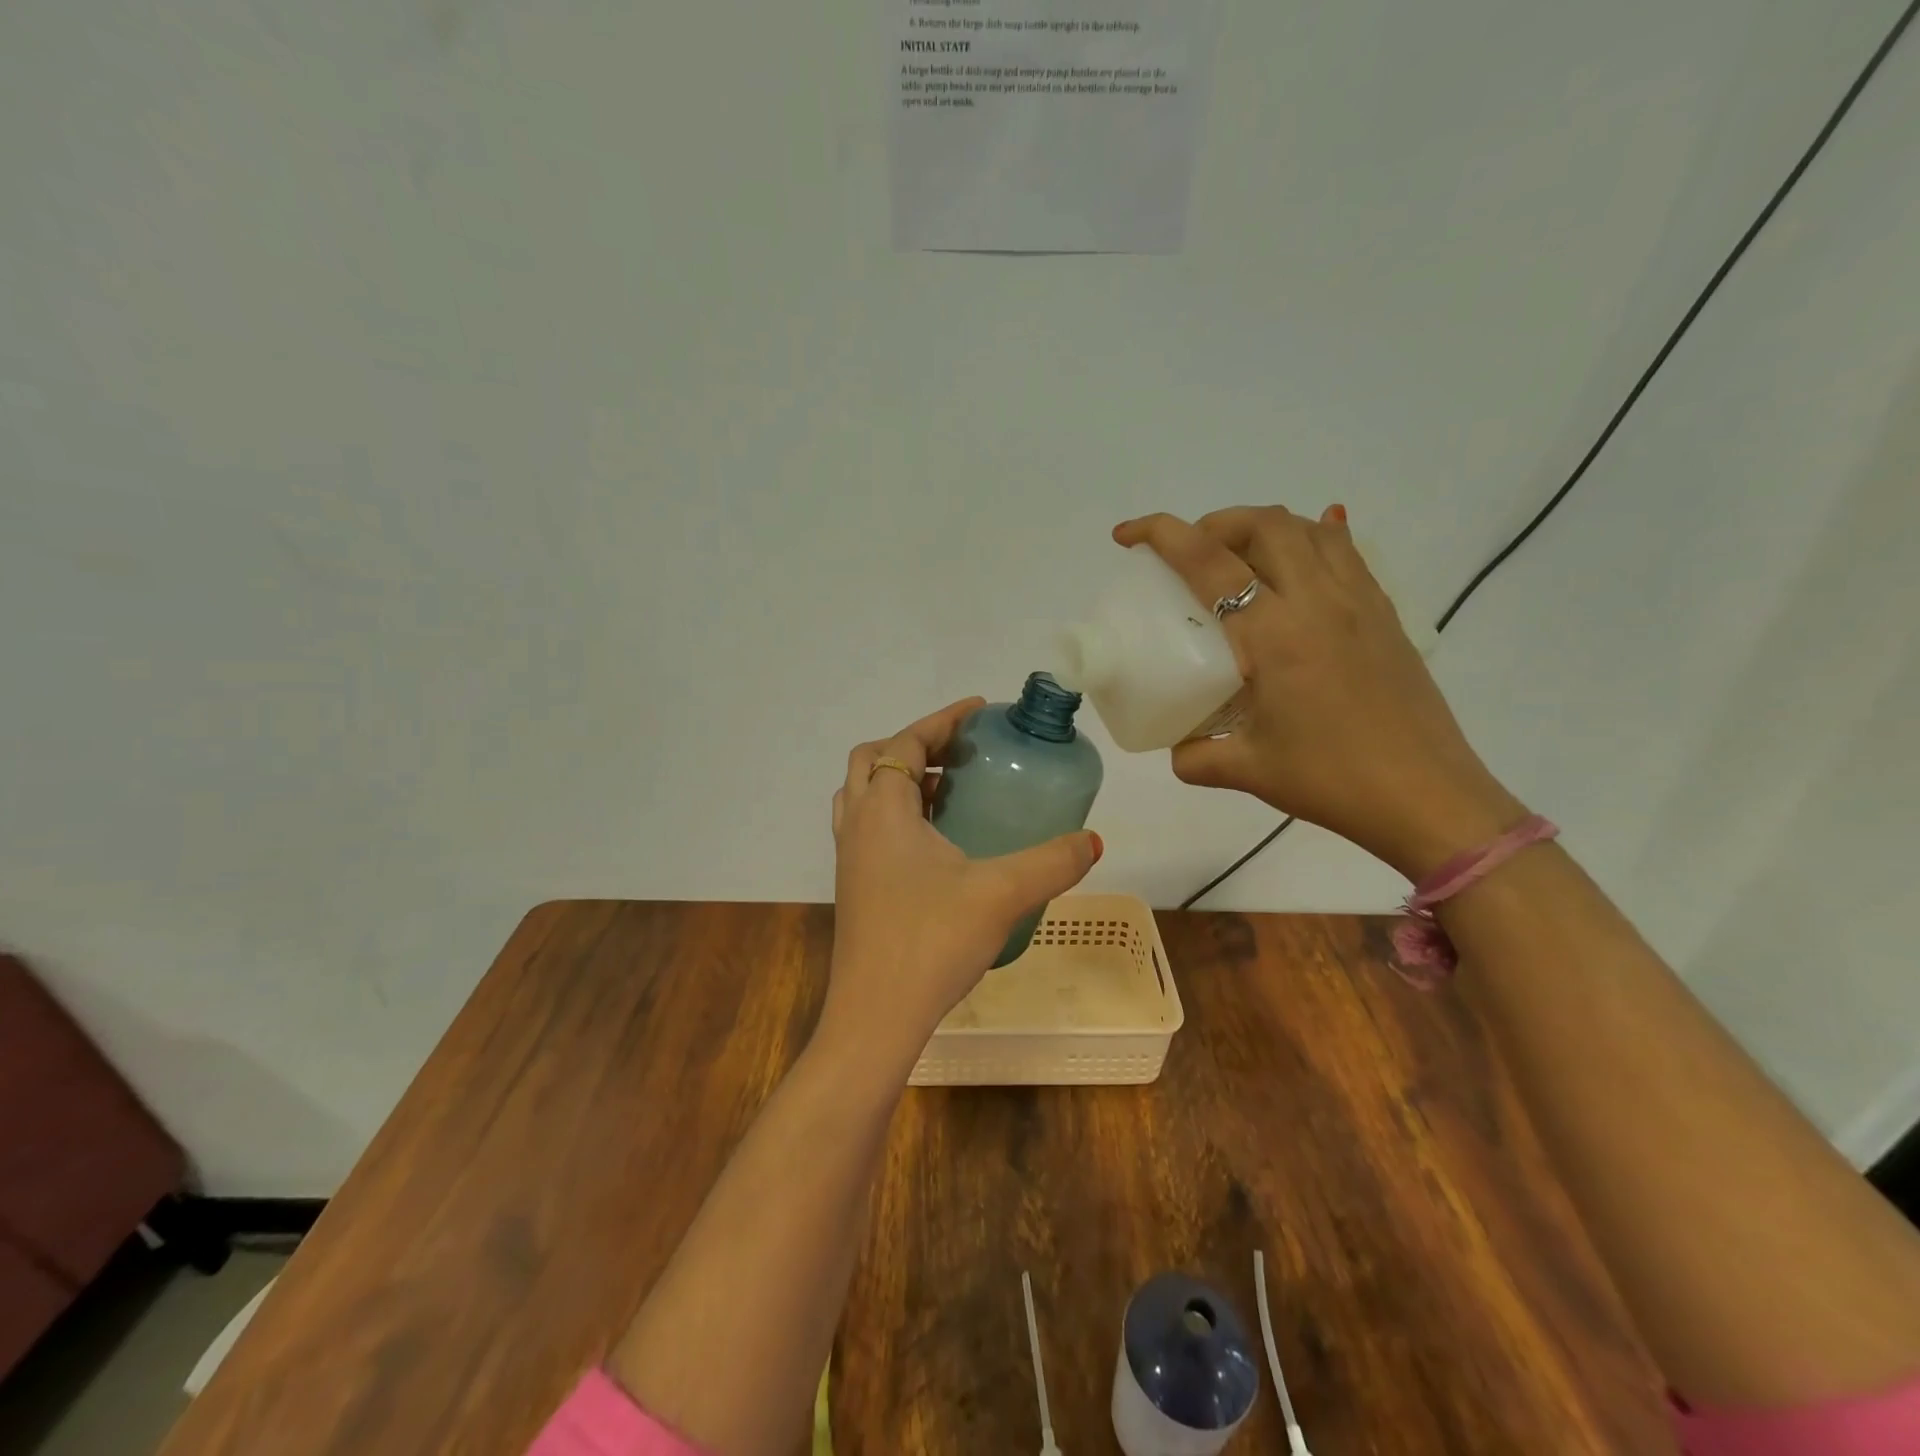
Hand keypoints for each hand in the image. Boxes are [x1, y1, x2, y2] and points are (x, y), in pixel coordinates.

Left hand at [824, 698, 1101, 1064]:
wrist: (876, 1017)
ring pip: (865, 796)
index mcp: (883, 810)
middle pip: (873, 761)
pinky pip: (869, 829)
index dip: (942, 721)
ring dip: (901, 781)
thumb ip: (1052, 862)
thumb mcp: (1001, 894)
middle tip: (959, 754)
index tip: (979, 711)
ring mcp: (850, 859)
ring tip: (949, 792)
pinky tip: (939, 846)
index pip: (905, 743)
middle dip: (914, 746)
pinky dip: (897, 816)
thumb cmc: (930, 942)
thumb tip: (1093, 841)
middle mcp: (857, 825)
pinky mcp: (854, 888)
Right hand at [1114, 506, 1525, 879]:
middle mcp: (1318, 601)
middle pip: (1263, 524)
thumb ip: (1198, 756)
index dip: (1161, 534)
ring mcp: (1359, 602)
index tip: (1126, 535)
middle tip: (1190, 552)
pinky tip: (1298, 563)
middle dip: (1215, 523)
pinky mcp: (1385, 614)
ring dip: (1263, 527)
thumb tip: (1178, 749)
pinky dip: (1313, 539)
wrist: (1427, 797)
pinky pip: (1347, 552)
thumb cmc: (1332, 780)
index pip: (1209, 561)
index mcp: (1275, 634)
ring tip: (1238, 556)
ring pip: (1309, 529)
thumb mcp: (1249, 771)